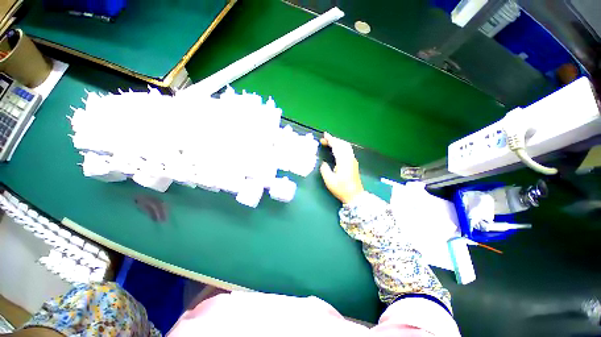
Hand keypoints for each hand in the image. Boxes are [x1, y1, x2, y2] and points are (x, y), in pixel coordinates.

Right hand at [319, 133, 363, 203]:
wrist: (355, 195)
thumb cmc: (341, 188)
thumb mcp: (329, 180)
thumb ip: (324, 169)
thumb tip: (324, 163)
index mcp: (343, 161)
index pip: (337, 146)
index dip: (330, 139)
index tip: (324, 135)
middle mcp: (349, 158)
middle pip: (342, 144)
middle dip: (333, 139)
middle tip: (324, 139)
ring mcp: (353, 160)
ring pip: (346, 146)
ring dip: (338, 142)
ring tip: (329, 143)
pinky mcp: (354, 163)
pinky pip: (347, 150)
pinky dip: (341, 146)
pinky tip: (337, 149)